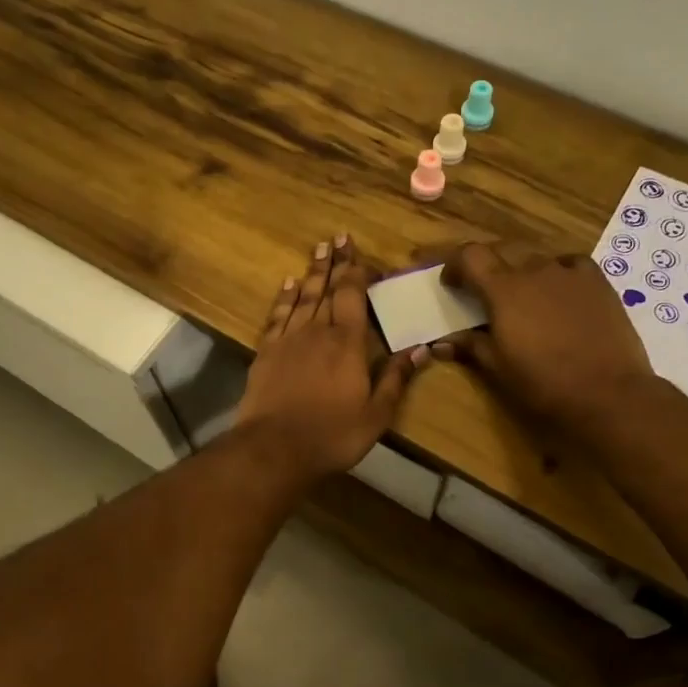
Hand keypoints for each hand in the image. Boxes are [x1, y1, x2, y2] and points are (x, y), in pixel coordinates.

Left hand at [234, 235, 428, 482]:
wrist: (274, 448)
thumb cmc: (332, 434)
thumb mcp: (376, 414)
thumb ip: (396, 378)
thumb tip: (421, 349)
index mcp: (347, 344)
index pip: (353, 296)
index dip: (356, 271)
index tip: (357, 250)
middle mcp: (317, 332)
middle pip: (327, 290)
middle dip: (334, 263)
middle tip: (336, 237)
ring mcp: (288, 340)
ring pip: (302, 298)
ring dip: (312, 273)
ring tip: (318, 250)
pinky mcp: (266, 353)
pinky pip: (277, 316)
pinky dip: (284, 298)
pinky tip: (288, 285)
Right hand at [434, 242, 652, 434]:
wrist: (608, 393)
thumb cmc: (544, 383)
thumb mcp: (498, 367)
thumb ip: (469, 346)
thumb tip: (441, 344)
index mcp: (503, 290)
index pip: (470, 255)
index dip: (455, 264)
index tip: (451, 284)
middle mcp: (534, 270)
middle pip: (501, 250)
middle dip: (486, 265)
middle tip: (482, 291)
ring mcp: (569, 272)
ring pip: (535, 258)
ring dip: (521, 270)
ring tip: (522, 296)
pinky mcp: (597, 281)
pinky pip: (570, 264)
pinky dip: (556, 272)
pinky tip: (559, 291)